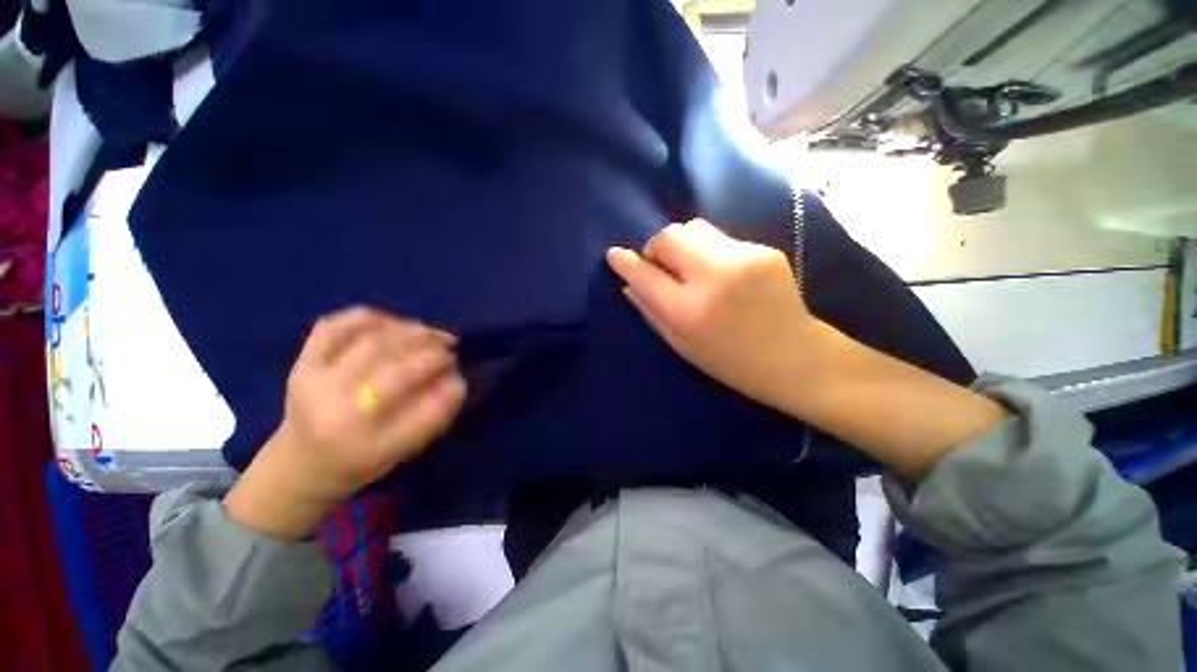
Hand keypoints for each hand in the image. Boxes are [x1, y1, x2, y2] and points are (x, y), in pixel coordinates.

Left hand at [225, 307, 465, 538]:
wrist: (300, 462)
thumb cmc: (354, 465)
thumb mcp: (395, 457)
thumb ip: (426, 420)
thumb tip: (455, 379)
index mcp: (369, 451)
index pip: (420, 416)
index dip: (446, 389)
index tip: (460, 373)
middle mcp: (341, 416)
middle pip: (395, 372)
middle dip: (429, 352)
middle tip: (448, 345)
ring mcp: (317, 384)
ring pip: (370, 343)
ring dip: (405, 331)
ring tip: (424, 331)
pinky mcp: (302, 363)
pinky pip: (336, 325)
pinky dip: (367, 317)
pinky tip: (387, 322)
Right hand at [606, 219, 816, 410]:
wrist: (794, 356)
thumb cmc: (733, 362)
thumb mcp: (685, 347)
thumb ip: (652, 312)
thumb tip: (627, 281)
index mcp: (689, 310)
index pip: (645, 274)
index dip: (626, 262)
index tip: (615, 254)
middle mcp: (713, 277)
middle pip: (669, 236)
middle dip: (660, 247)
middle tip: (667, 265)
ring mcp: (742, 259)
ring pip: (697, 228)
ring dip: (690, 244)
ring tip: (701, 268)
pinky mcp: (764, 250)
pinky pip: (727, 240)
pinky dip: (720, 254)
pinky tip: (735, 278)